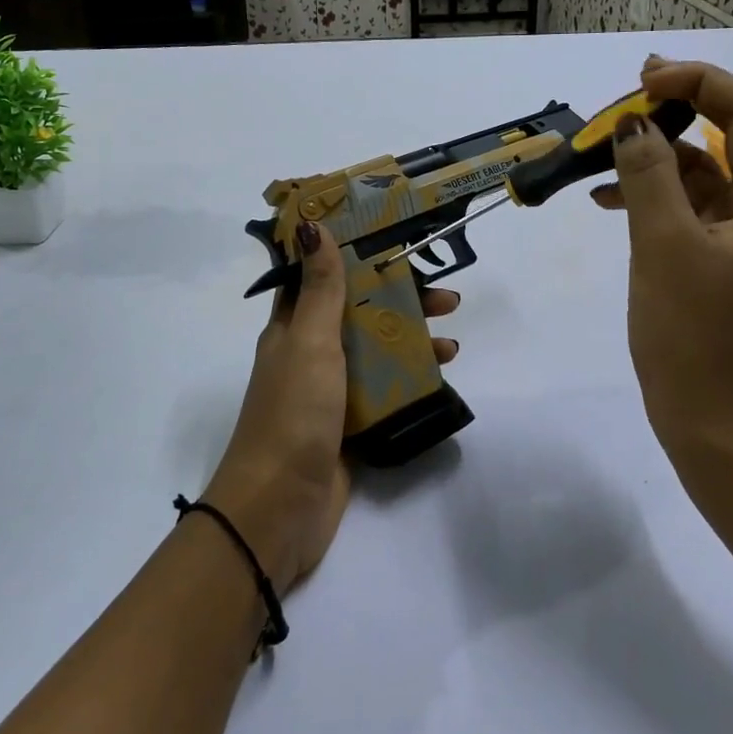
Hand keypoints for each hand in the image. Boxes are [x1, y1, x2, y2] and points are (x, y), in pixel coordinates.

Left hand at [203, 221, 460, 593]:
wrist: (280, 508)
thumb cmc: (293, 413)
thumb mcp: (309, 341)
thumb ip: (320, 288)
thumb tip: (312, 225)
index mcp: (292, 327)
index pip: (322, 277)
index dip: (352, 255)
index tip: (394, 240)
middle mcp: (310, 352)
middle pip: (360, 312)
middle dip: (400, 301)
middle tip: (446, 299)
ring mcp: (330, 390)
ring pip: (376, 351)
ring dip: (412, 339)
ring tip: (452, 343)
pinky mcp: (349, 423)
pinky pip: (385, 389)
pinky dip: (411, 378)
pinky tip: (440, 377)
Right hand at [594, 57, 732, 490]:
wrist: (711, 423)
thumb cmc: (693, 334)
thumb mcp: (663, 245)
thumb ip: (647, 174)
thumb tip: (632, 122)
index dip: (699, 81)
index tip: (643, 78)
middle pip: (727, 135)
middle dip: (672, 115)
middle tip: (618, 106)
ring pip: (703, 171)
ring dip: (654, 157)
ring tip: (598, 154)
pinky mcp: (721, 258)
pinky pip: (689, 207)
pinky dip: (652, 194)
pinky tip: (606, 198)